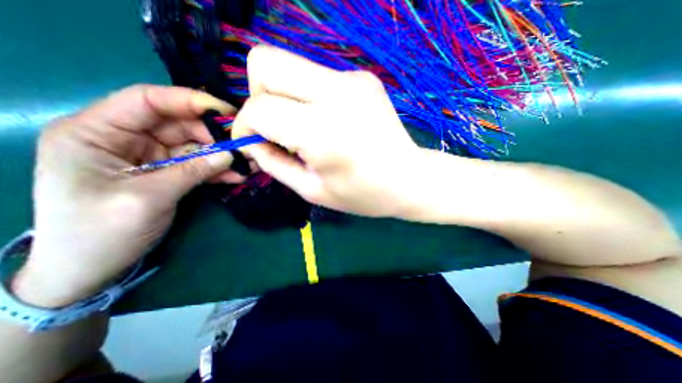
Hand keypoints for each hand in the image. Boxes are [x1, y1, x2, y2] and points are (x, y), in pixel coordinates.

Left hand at [12, 85, 241, 306]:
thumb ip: (192, 171)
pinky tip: (237, 175)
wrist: (92, 268)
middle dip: (214, 134)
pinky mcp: (167, 172)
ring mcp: (150, 156)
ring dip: (221, 154)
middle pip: (179, 124)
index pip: (147, 100)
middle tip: (244, 145)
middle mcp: (125, 138)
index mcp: (97, 132)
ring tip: (248, 162)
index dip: (189, 101)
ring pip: (194, 145)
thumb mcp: (148, 198)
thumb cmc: (100, 233)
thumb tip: (231, 154)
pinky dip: (217, 169)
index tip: (227, 112)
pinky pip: (197, 164)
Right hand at [238, 45, 424, 215]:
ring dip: (283, 96)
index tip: (252, 143)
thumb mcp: (312, 191)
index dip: (245, 126)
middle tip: (274, 127)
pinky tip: (327, 121)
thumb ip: (274, 164)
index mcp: (322, 131)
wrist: (410, 179)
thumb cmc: (363, 194)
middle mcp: (336, 93)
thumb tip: (252, 142)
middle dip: (258, 95)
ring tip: (301, 128)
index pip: (259, 109)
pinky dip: (307, 96)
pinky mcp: (362, 77)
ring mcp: (352, 79)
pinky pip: (315, 76)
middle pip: (265, 63)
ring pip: (289, 64)